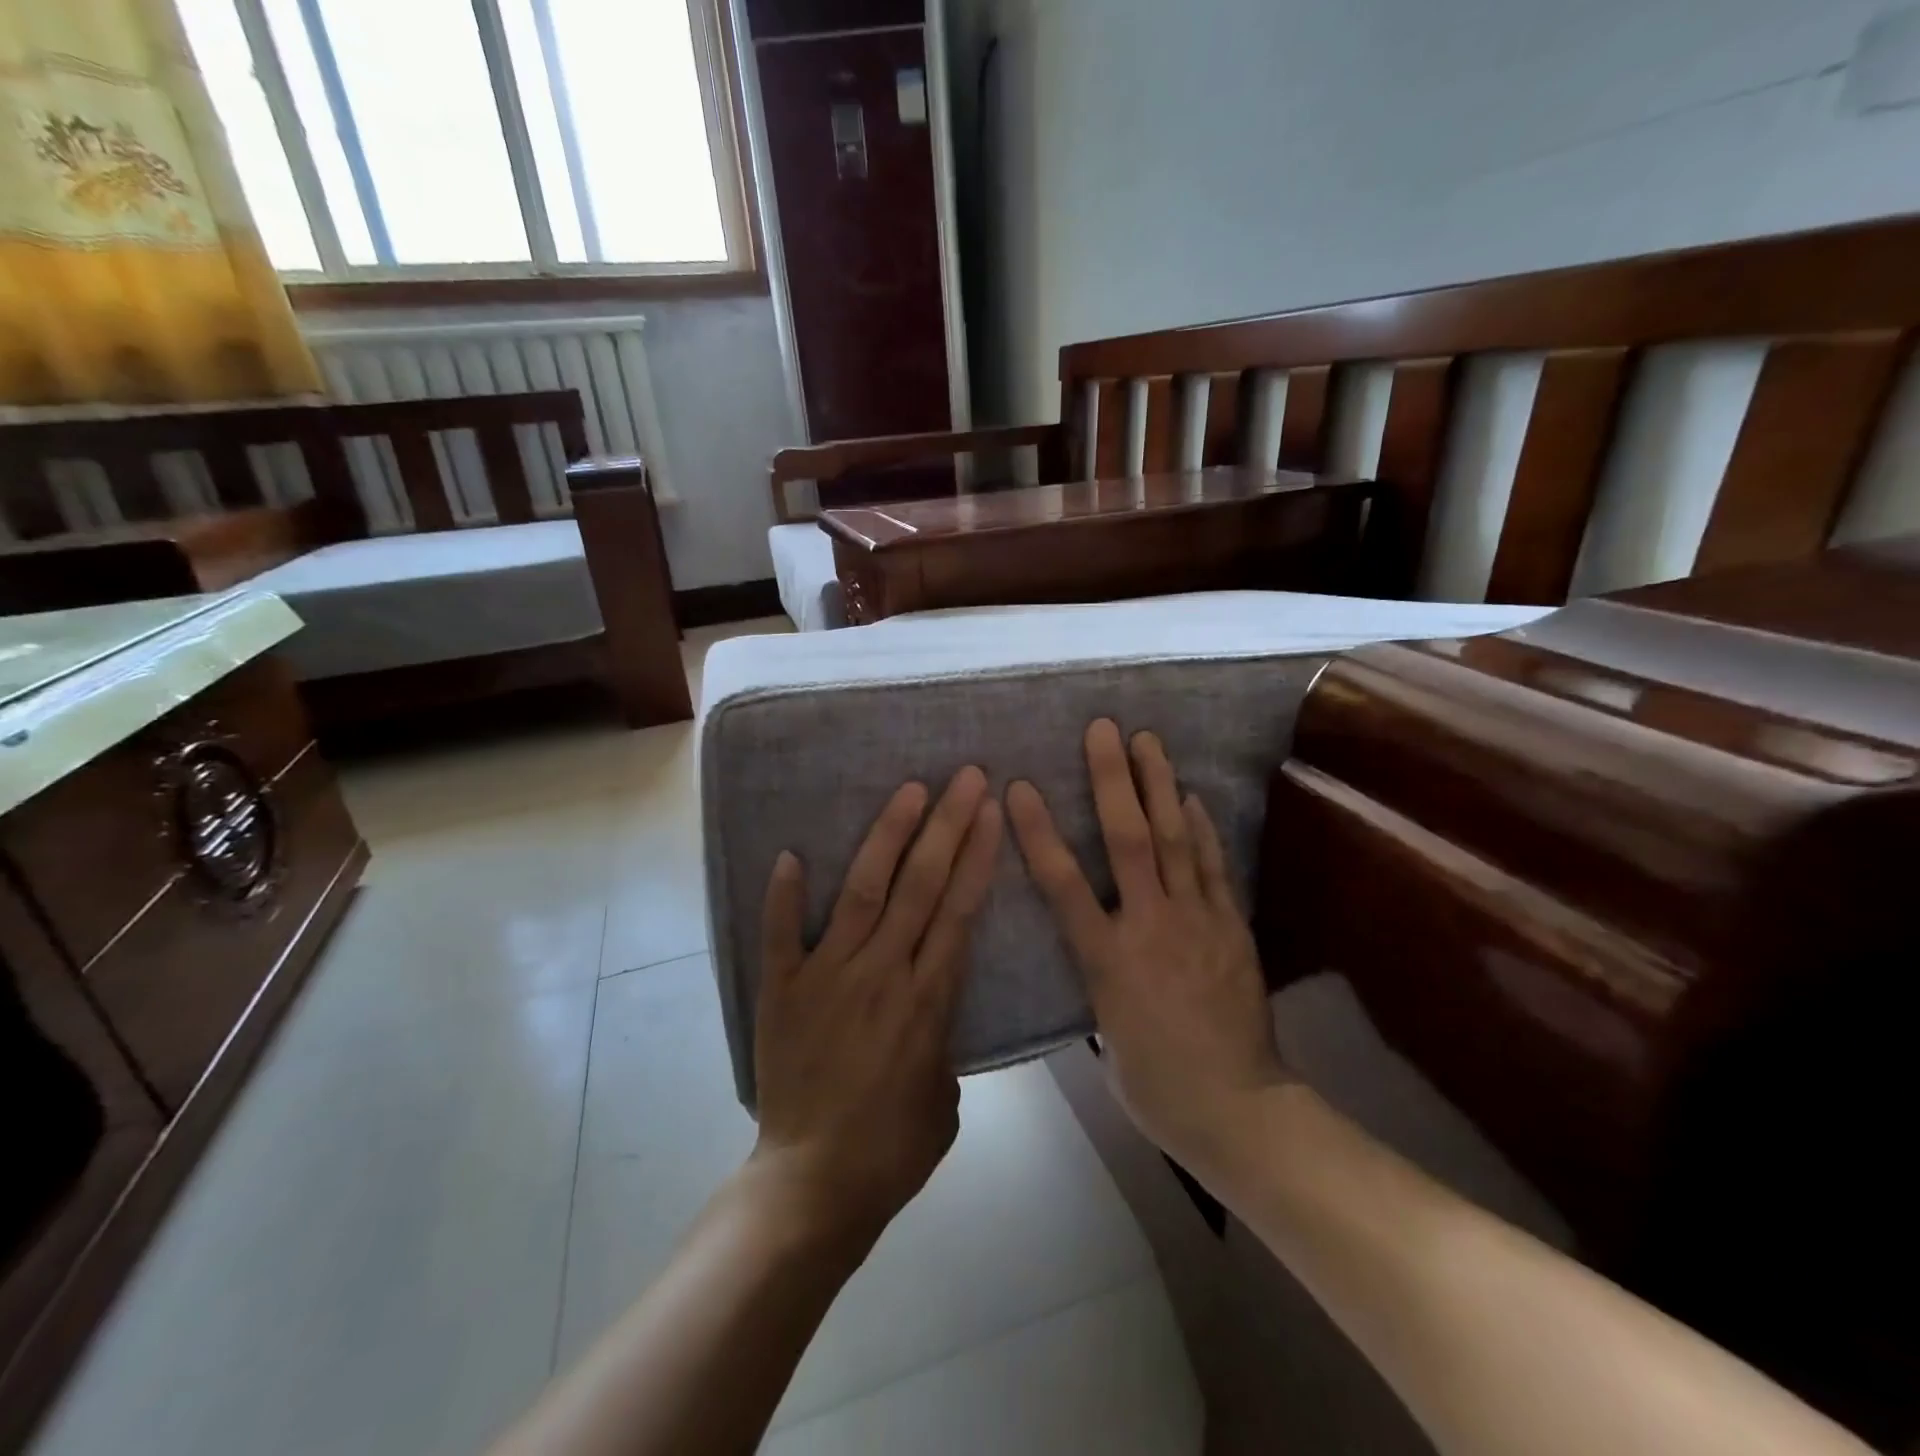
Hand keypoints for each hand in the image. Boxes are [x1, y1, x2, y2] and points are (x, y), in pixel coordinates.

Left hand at [753, 767, 1002, 1250]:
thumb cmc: (891, 1151)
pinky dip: (785, 895)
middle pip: (920, 885)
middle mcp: (881, 973)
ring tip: (909, 791)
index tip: (991, 811)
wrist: (812, 1189)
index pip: (959, 910)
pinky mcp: (782, 992)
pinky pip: (781, 934)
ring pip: (864, 892)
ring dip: (888, 837)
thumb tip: (929, 1009)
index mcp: (927, 1000)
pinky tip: (792, 854)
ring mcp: (827, 977)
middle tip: (964, 777)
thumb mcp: (945, 1098)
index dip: (977, 856)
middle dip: (947, 826)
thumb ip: (942, 1041)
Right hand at [1006, 720, 1288, 1175]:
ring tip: (1149, 740)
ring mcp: (1197, 921)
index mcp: (1107, 959)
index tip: (1019, 787)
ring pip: (1176, 840)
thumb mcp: (1107, 1032)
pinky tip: (1193, 796)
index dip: (1039, 832)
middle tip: (1104, 729)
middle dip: (1112, 780)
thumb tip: (1099, 946)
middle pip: (1128, 840)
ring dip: (1160, 785)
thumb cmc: (1155, 1084)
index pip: (1063, 884)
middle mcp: (1150, 926)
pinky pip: (1214, 867)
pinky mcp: (1231, 927)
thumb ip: (1099, 977)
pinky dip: (1203, 828)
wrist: (1239, 1108)